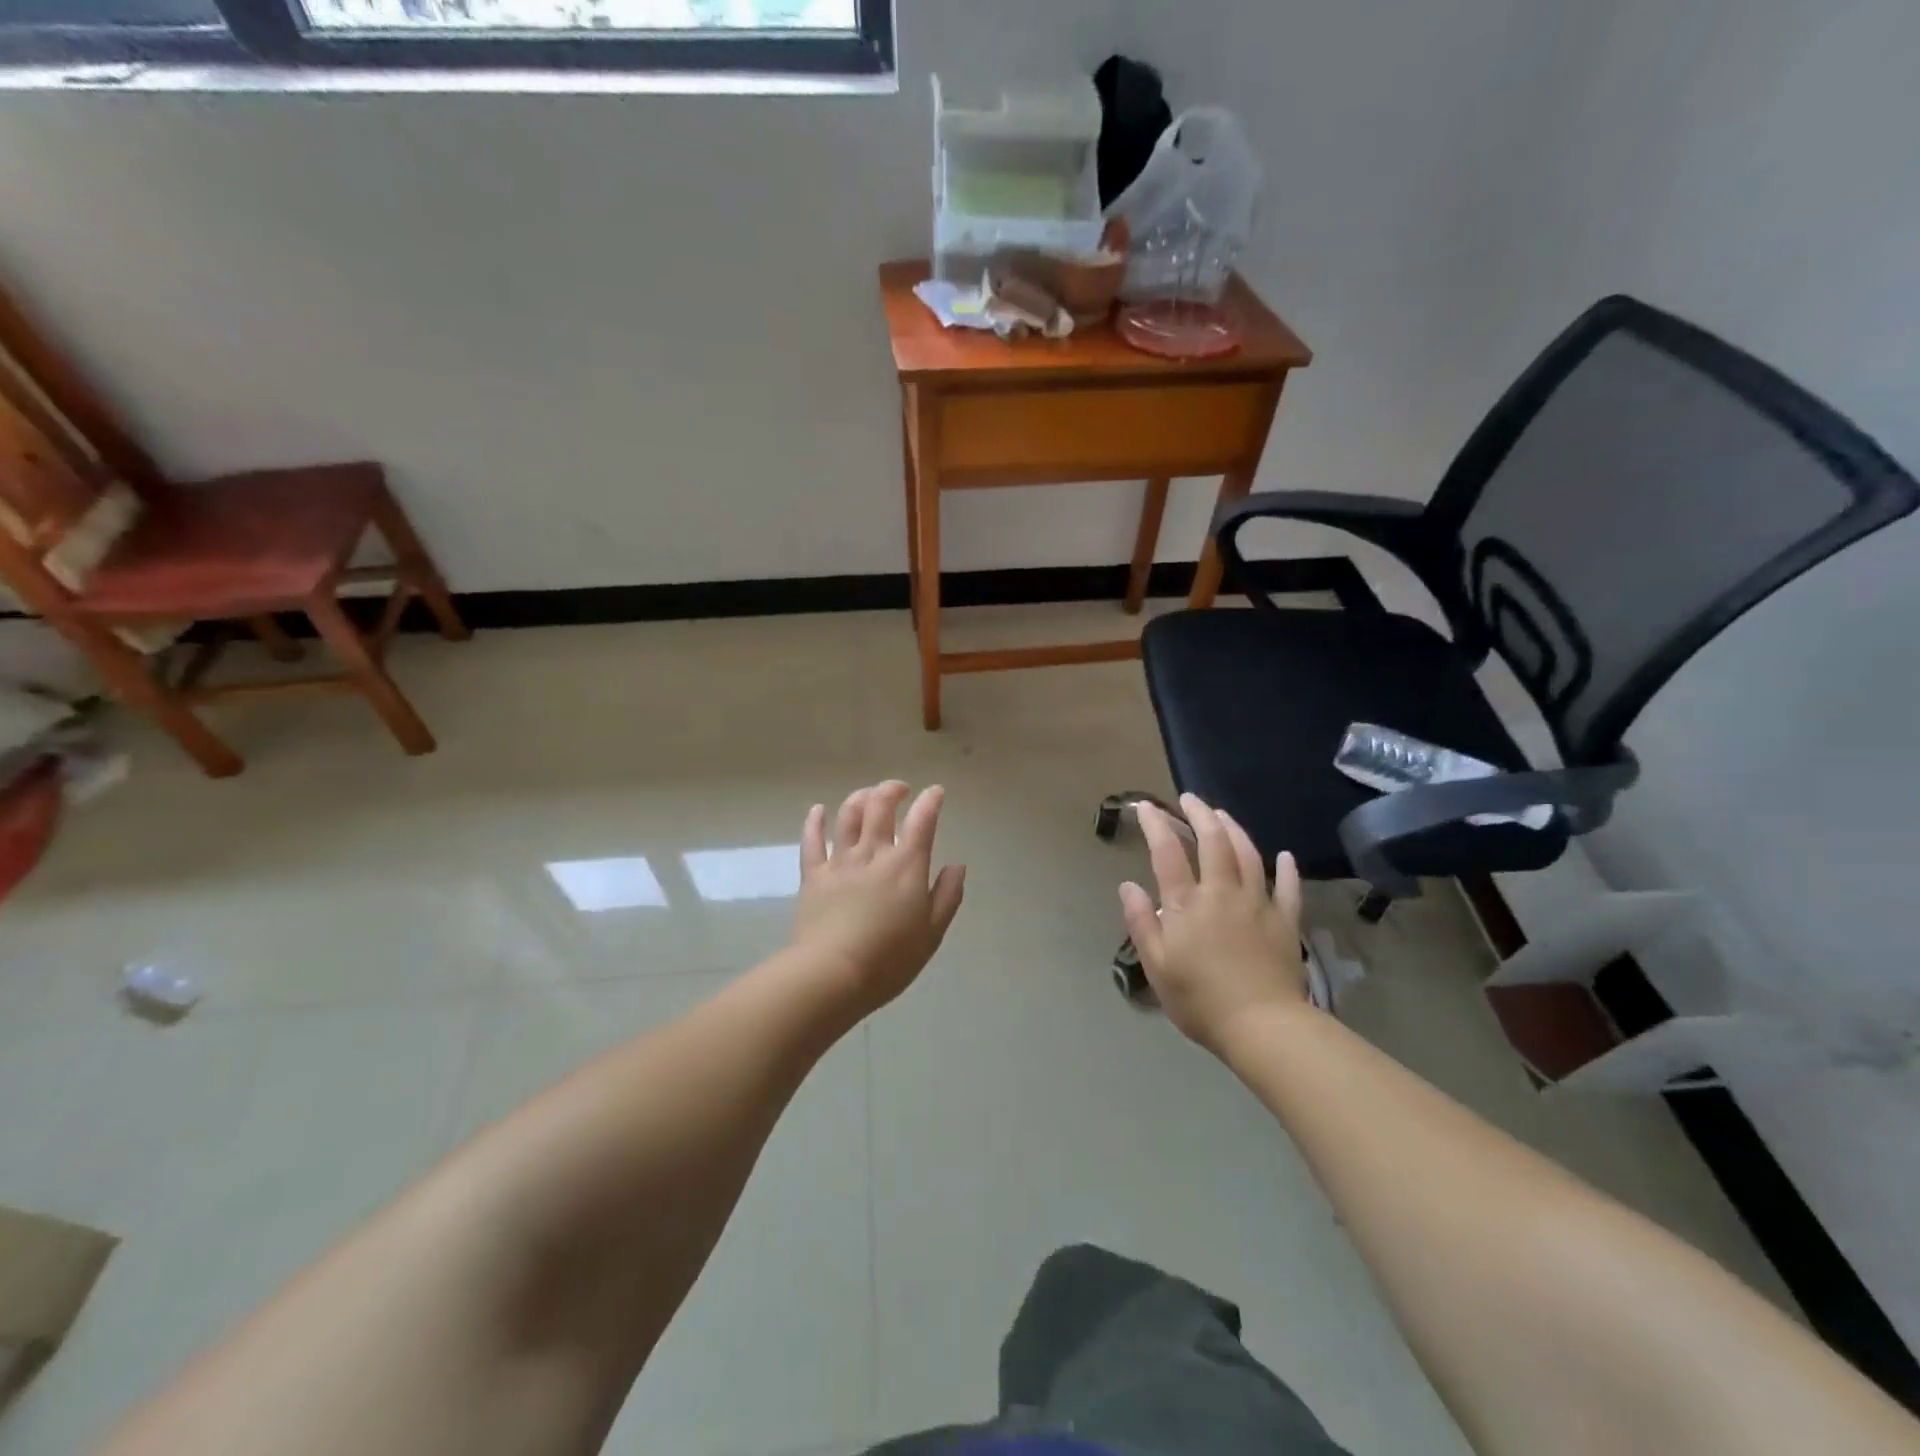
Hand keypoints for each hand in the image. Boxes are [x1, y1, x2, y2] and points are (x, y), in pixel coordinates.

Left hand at [792, 781, 965, 1013]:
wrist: (832, 974)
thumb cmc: (889, 959)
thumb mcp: (932, 933)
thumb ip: (947, 895)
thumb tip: (957, 866)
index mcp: (906, 865)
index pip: (922, 820)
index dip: (931, 800)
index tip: (936, 792)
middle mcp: (873, 853)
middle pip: (880, 805)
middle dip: (892, 790)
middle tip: (900, 790)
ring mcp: (840, 862)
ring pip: (848, 815)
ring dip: (860, 798)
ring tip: (867, 796)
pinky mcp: (813, 875)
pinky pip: (812, 840)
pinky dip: (815, 821)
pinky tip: (818, 810)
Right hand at [1118, 793, 1308, 1054]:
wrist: (1262, 1026)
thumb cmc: (1199, 999)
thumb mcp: (1156, 965)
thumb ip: (1140, 922)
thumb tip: (1128, 885)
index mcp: (1187, 904)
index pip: (1168, 852)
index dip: (1156, 825)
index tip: (1146, 807)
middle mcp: (1222, 893)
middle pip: (1213, 841)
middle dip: (1200, 814)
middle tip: (1189, 799)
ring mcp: (1258, 904)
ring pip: (1248, 854)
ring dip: (1234, 829)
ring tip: (1222, 815)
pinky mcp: (1285, 922)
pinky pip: (1288, 888)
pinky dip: (1286, 869)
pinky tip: (1283, 856)